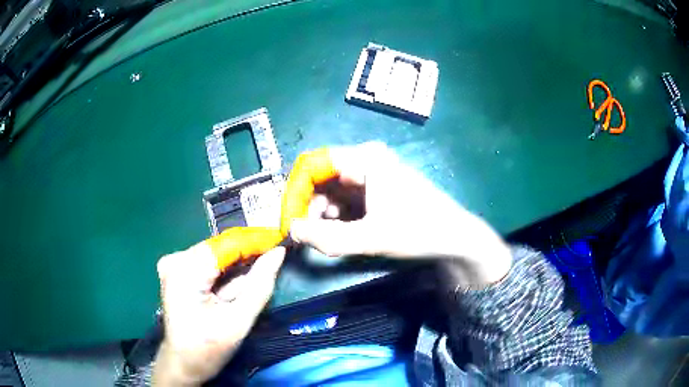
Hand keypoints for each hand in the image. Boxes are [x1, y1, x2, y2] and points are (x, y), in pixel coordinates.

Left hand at [153, 242, 285, 385]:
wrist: (183, 363)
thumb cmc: (208, 349)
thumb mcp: (238, 321)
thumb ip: (260, 285)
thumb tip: (278, 253)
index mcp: (186, 272)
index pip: (227, 244)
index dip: (257, 240)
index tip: (282, 240)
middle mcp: (176, 260)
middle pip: (220, 247)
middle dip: (248, 253)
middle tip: (276, 256)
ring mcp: (173, 263)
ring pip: (216, 254)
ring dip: (238, 263)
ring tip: (259, 271)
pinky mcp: (176, 269)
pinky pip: (207, 262)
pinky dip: (225, 270)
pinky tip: (236, 282)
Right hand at [289, 142, 511, 286]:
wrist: (454, 236)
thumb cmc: (418, 230)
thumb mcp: (371, 238)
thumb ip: (326, 237)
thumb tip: (291, 230)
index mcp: (365, 157)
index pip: (313, 164)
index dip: (295, 191)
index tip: (288, 219)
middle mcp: (366, 157)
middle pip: (322, 176)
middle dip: (309, 205)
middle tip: (305, 234)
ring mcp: (372, 170)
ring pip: (332, 188)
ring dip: (323, 212)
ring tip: (324, 236)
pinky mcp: (376, 185)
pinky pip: (346, 196)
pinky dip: (337, 213)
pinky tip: (340, 230)